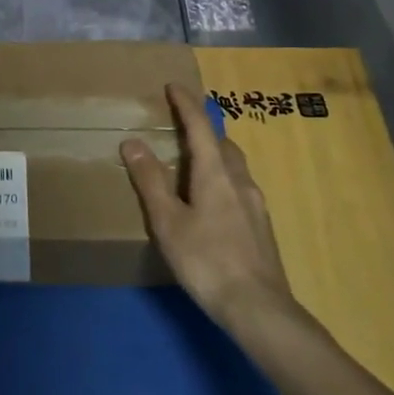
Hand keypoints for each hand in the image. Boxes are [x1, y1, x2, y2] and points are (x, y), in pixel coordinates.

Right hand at [120, 83, 294, 329]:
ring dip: (214, 156)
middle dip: (202, 131)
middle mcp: (240, 181)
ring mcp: (255, 204)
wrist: (258, 308)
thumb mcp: (168, 221)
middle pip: (222, 144)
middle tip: (179, 130)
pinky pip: (239, 188)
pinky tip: (210, 205)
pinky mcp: (261, 226)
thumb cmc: (206, 261)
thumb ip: (150, 181)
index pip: (200, 127)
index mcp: (215, 173)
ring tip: (191, 167)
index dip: (186, 104)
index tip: (173, 86)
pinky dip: (222, 180)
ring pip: (234, 166)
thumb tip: (132, 141)